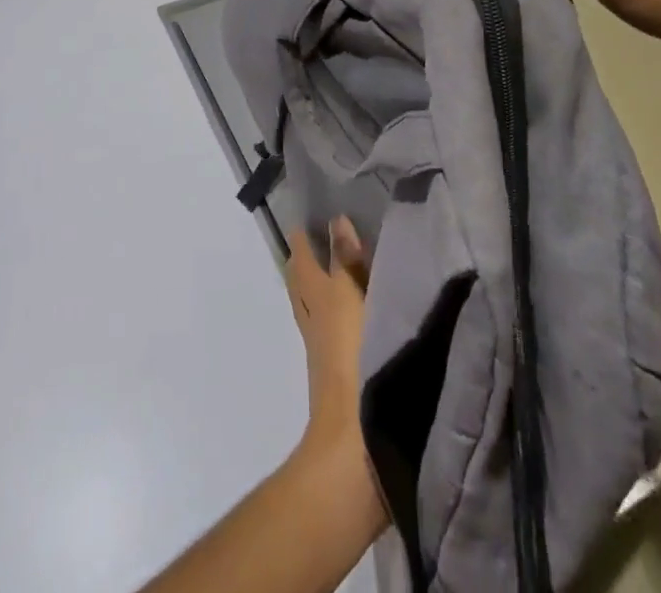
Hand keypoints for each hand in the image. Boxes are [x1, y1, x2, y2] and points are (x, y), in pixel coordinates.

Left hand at [285, 219, 383, 524]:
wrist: (354, 442)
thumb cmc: (359, 359)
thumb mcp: (357, 299)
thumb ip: (350, 261)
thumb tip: (336, 220)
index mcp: (320, 296)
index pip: (303, 259)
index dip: (302, 239)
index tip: (305, 218)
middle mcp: (314, 318)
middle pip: (300, 283)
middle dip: (302, 261)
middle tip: (308, 240)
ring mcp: (321, 349)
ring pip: (310, 306)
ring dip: (312, 286)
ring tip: (323, 271)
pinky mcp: (333, 373)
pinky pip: (323, 328)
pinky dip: (327, 311)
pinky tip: (342, 316)